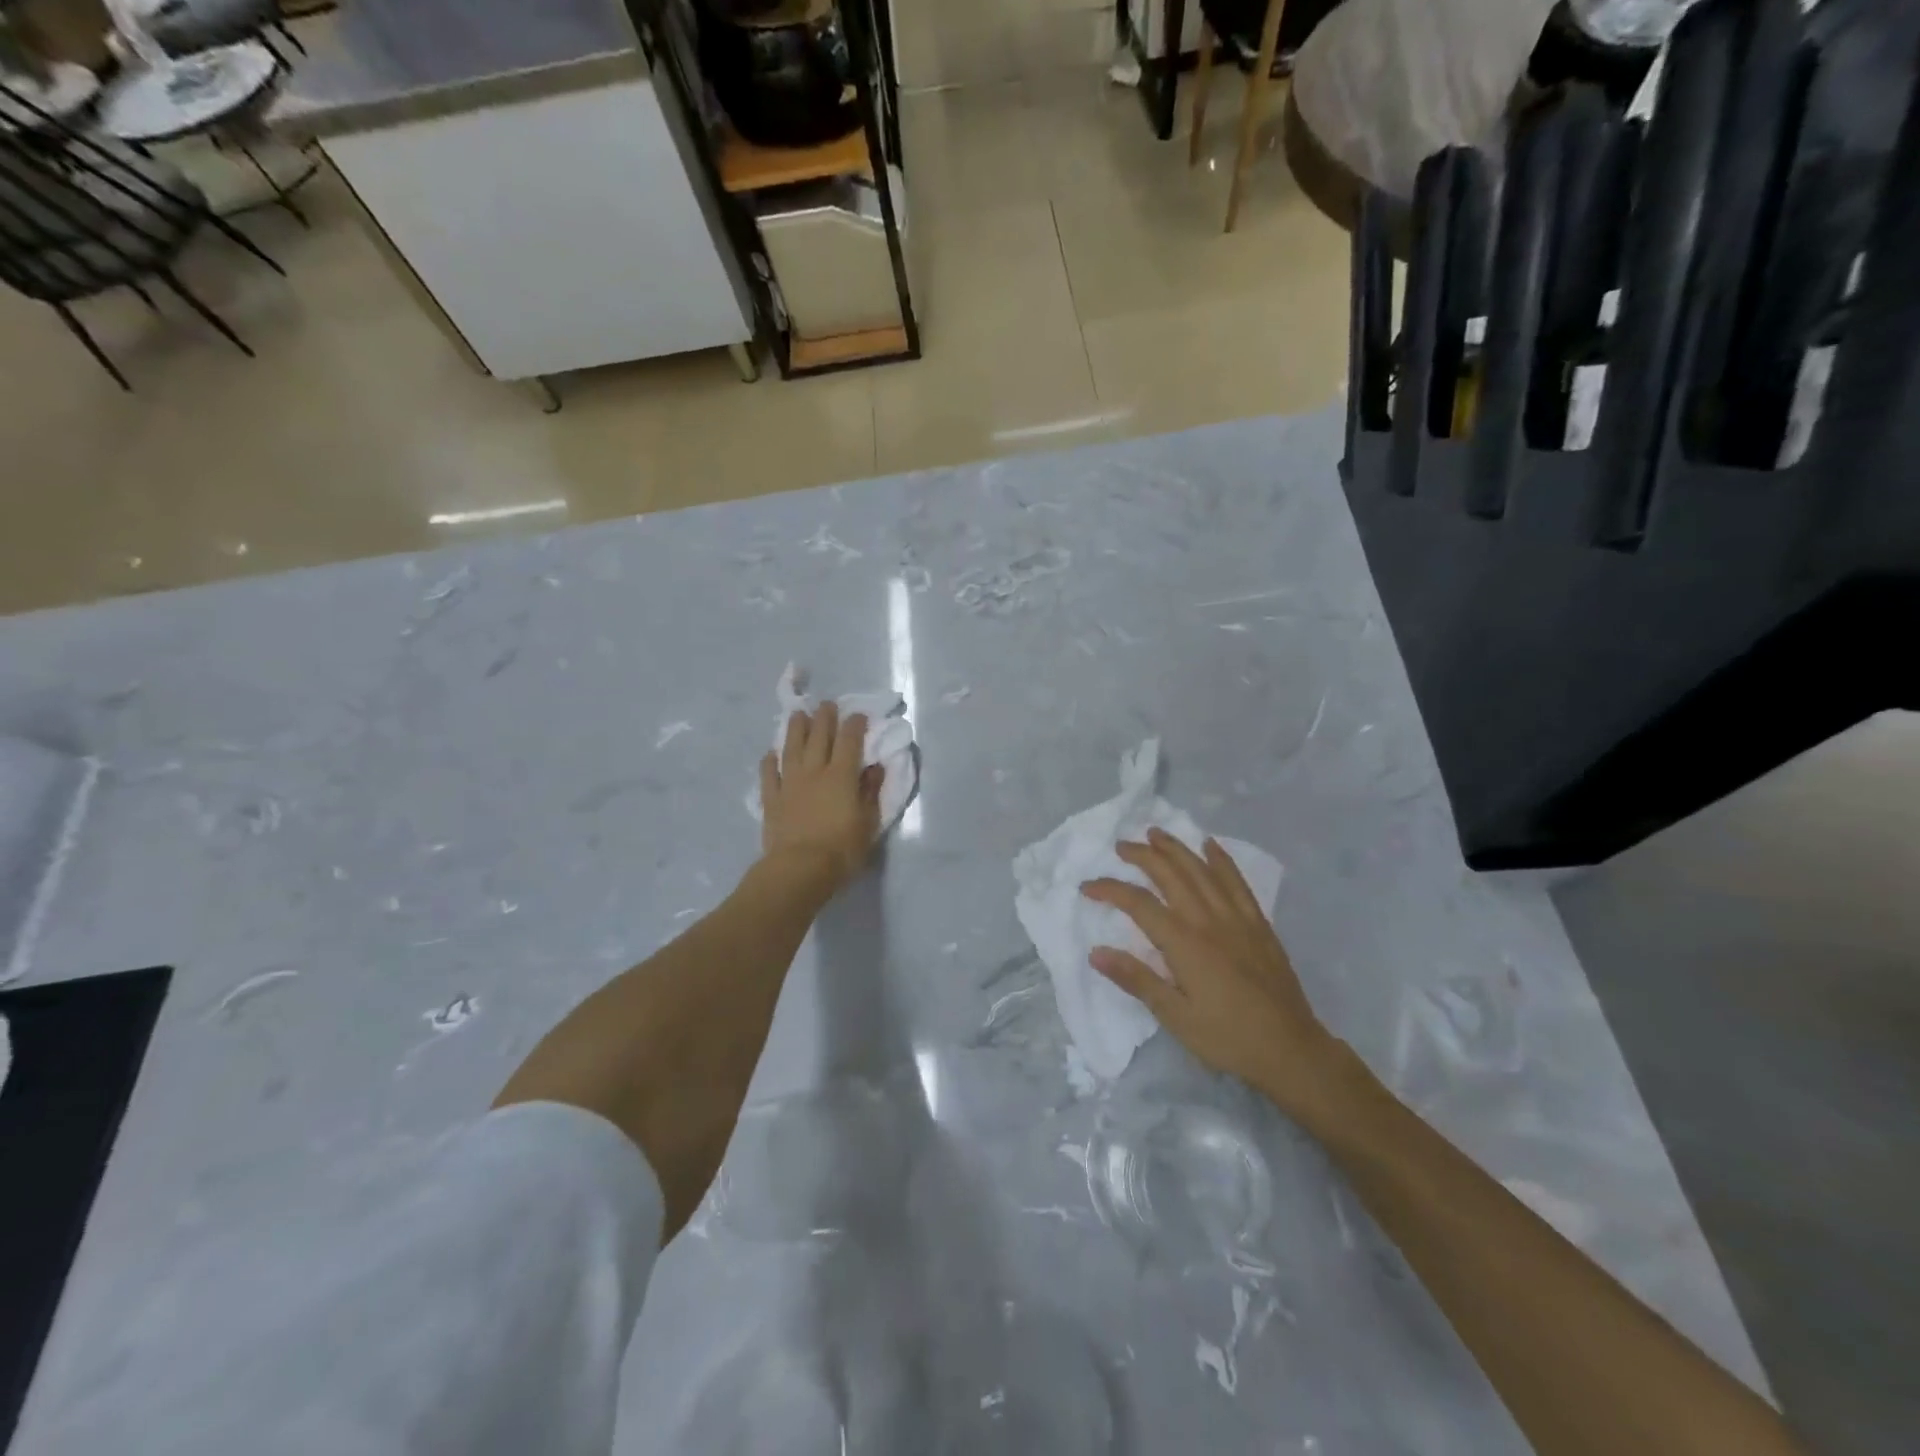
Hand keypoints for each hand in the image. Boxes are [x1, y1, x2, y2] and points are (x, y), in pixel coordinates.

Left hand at [760, 703, 882, 893]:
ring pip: (792, 748)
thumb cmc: (841, 849)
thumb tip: (875, 767)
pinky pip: (769, 774)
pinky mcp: (772, 799)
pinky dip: (770, 761)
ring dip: (795, 729)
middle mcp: (815, 771)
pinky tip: (771, 753)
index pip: (850, 741)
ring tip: (798, 714)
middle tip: (827, 704)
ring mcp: (790, 783)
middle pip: (819, 737)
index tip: (858, 714)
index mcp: (842, 776)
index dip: (854, 725)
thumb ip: (871, 791)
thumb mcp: (868, 822)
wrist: (799, 869)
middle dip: (824, 717)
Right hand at [1082, 828, 1338, 1114]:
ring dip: (1177, 848)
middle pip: (1171, 875)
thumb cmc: (1227, 1038)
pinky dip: (1221, 860)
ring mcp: (1237, 918)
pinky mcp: (1258, 924)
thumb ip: (1136, 979)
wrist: (1291, 1050)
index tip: (1087, 887)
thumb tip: (1096, 952)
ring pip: (1202, 871)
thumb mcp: (1175, 1017)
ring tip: (1156, 833)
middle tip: (1121, 845)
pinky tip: (1211, 846)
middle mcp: (1208, 920)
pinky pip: (1237, 882)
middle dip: (1143, 856)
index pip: (1139, 904)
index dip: (1110, 890)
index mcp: (1184, 943)